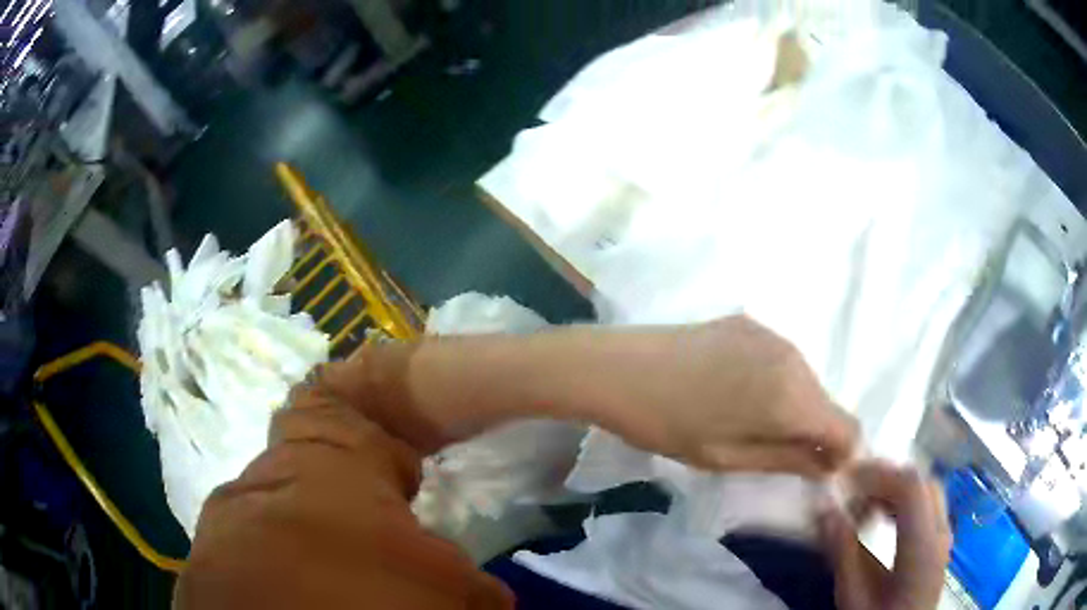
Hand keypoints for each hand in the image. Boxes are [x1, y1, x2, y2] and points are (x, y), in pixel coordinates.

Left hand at [587, 315, 857, 476]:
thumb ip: (789, 460)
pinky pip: (782, 361)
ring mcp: (771, 334)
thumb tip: (830, 466)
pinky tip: (734, 392)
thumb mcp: (729, 457)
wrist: (618, 367)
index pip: (847, 428)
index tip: (813, 471)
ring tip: (747, 424)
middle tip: (771, 454)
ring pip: (806, 382)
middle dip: (814, 433)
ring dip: (794, 408)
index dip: (839, 456)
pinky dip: (775, 383)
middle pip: (827, 404)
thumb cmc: (669, 424)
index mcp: (793, 395)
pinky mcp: (749, 322)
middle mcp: (794, 356)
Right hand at [820, 462, 951, 609]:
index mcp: (922, 548)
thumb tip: (824, 508)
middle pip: (922, 483)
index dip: (879, 475)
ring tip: (863, 503)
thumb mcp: (853, 596)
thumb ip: (842, 553)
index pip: (911, 489)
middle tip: (852, 490)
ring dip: (895, 489)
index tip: (846, 479)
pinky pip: (927, 505)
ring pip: (926, 491)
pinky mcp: (939, 540)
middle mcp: (940, 534)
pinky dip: (903, 501)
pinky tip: (882, 515)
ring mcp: (943, 536)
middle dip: (886, 479)